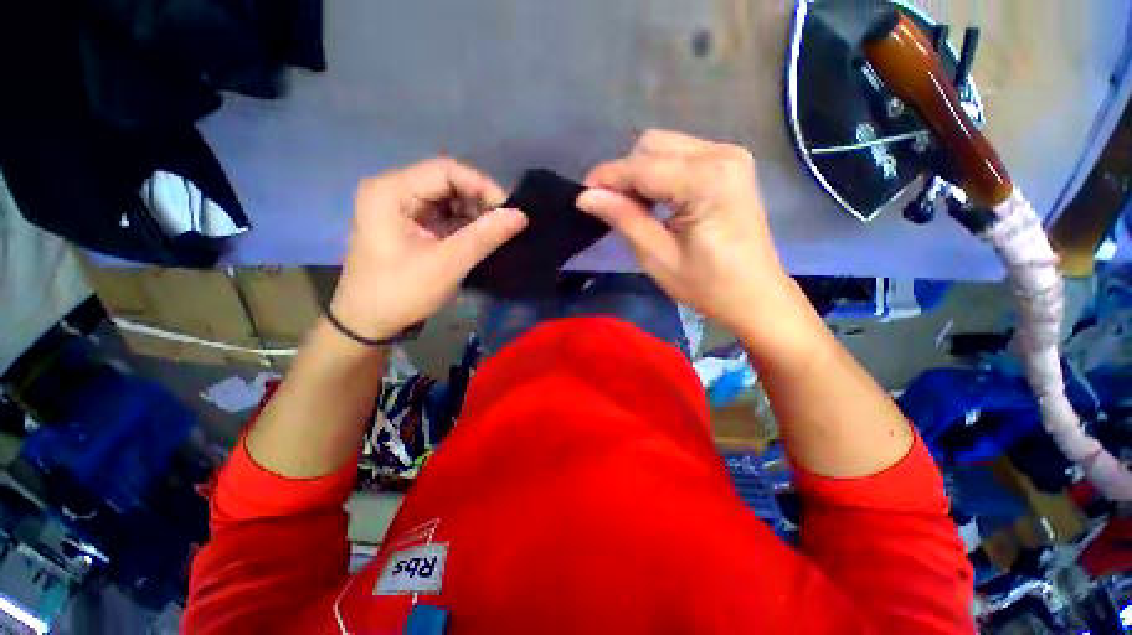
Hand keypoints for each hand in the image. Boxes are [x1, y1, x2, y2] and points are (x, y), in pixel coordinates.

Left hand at [330, 158, 527, 341]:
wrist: (368, 323)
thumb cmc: (401, 292)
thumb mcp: (447, 264)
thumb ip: (484, 236)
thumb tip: (521, 215)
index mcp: (391, 191)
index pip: (446, 171)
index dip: (482, 186)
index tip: (509, 211)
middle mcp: (393, 191)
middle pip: (446, 183)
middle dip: (479, 202)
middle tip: (505, 225)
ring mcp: (400, 208)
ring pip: (447, 200)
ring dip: (474, 215)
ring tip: (495, 234)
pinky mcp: (408, 225)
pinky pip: (443, 216)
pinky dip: (464, 226)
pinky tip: (480, 239)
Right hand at [576, 130, 796, 336]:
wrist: (756, 296)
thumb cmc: (708, 286)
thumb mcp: (658, 257)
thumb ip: (624, 219)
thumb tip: (587, 196)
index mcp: (707, 181)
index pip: (642, 166)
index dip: (607, 177)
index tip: (582, 194)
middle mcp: (722, 155)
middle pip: (653, 144)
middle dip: (624, 173)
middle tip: (610, 207)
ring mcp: (730, 156)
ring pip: (666, 147)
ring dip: (640, 173)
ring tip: (632, 207)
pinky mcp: (731, 165)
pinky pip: (682, 156)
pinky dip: (659, 174)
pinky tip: (656, 201)